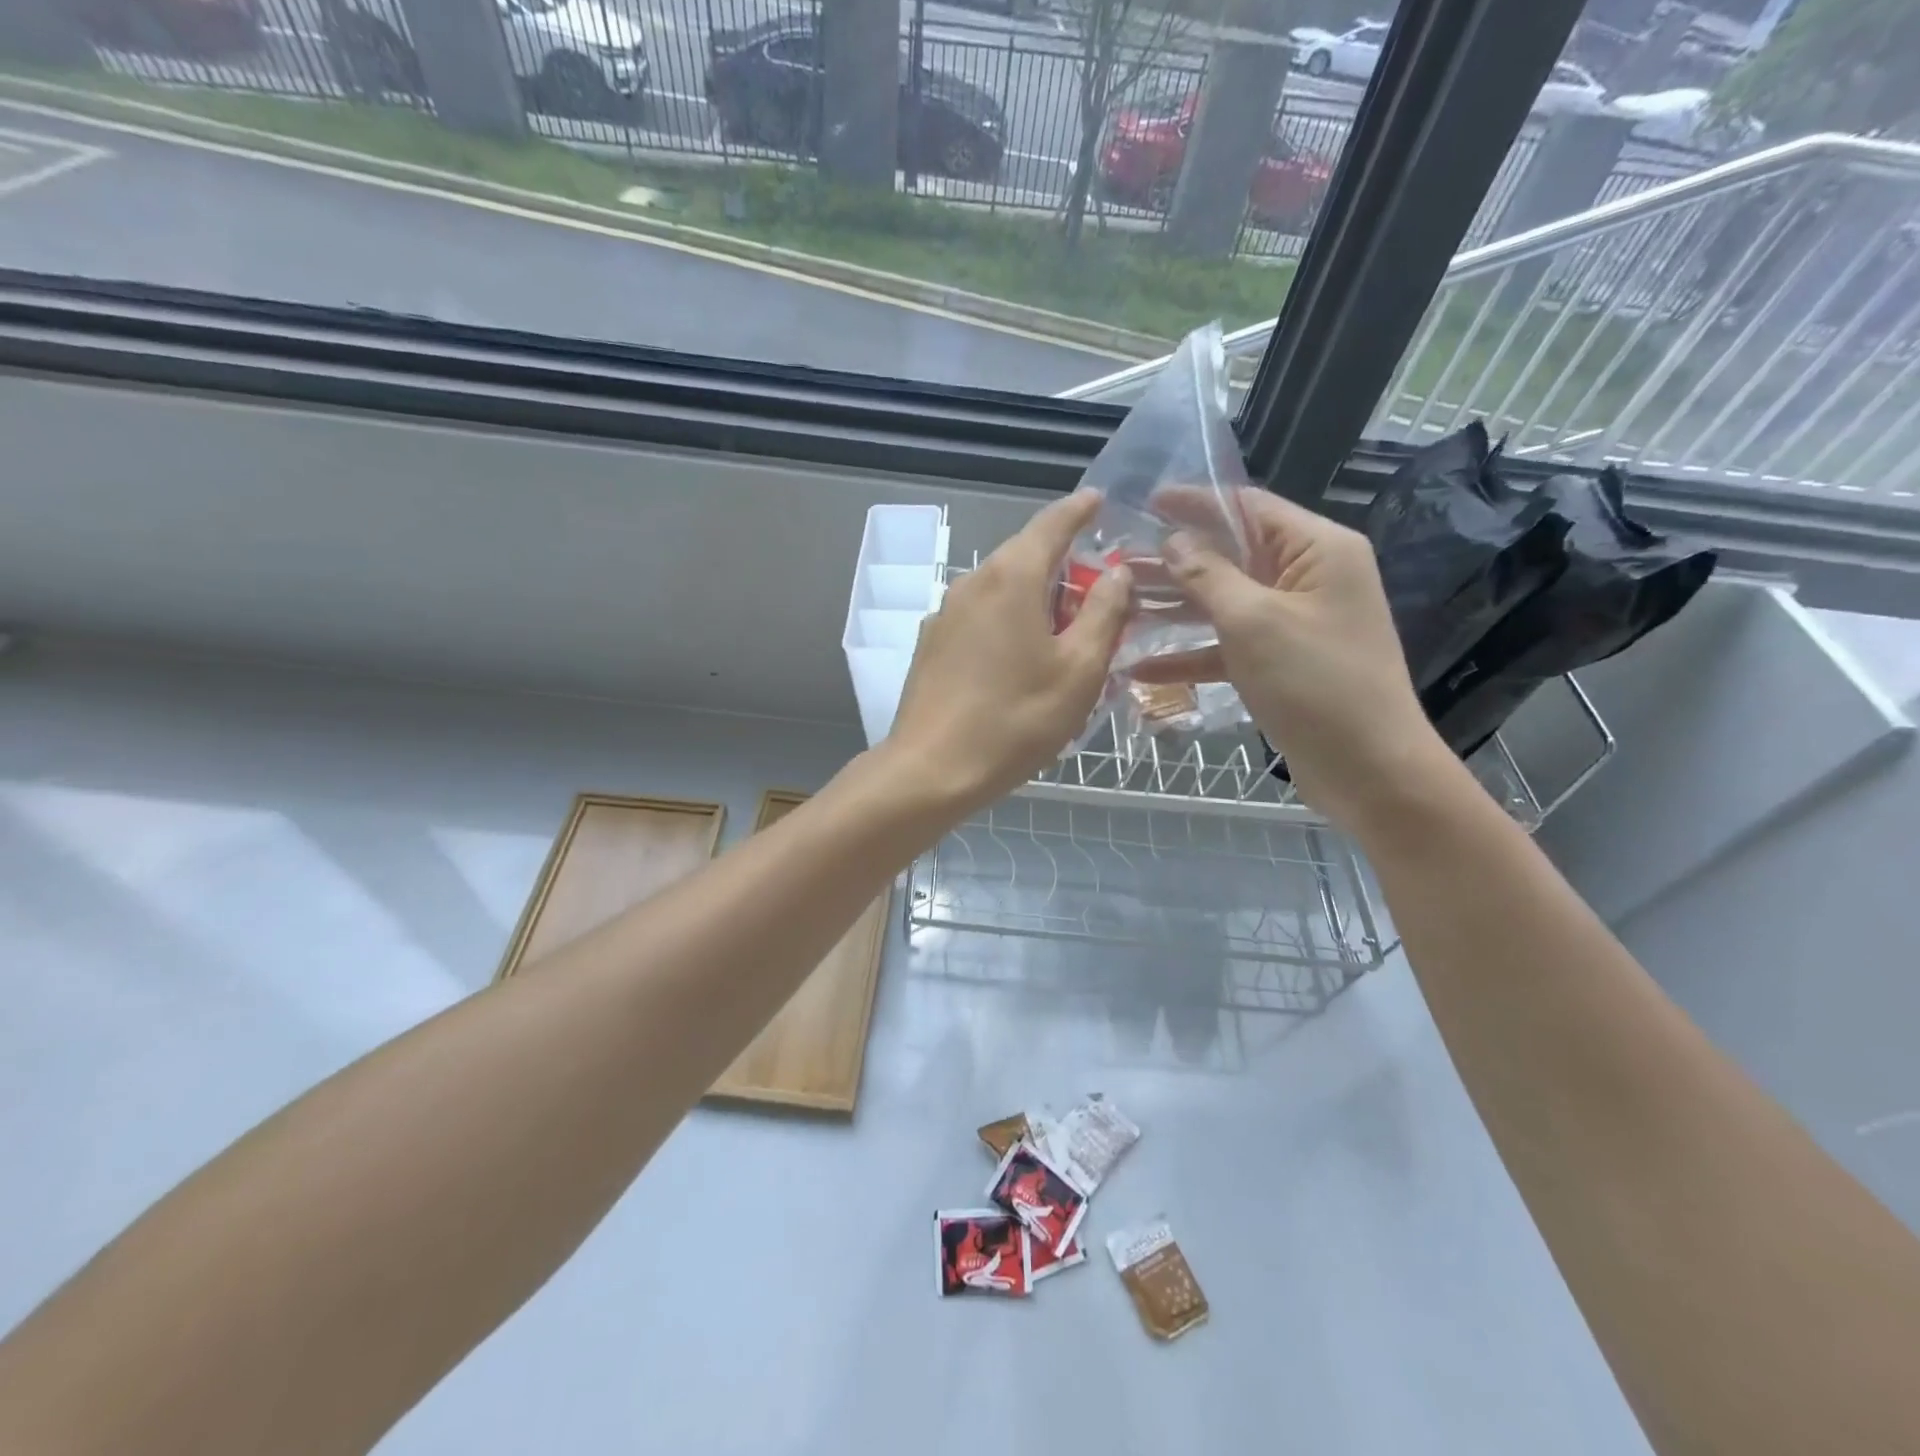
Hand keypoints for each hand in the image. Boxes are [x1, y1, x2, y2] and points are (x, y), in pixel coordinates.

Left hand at [885, 491, 1130, 808]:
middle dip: (1064, 567)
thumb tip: (1116, 571)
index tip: (1099, 500)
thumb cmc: (1016, 719)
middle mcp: (973, 582)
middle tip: (1100, 594)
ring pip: (1002, 590)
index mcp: (1012, 577)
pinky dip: (1009, 622)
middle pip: (1025, 557)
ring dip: (1037, 600)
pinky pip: (981, 617)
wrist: (932, 769)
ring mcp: (945, 614)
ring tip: (1066, 635)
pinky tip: (1021, 660)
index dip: (1080, 510)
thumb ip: (1104, 612)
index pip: (1052, 524)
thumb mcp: (1079, 669)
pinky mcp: (931, 644)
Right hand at [1135, 488, 1446, 835]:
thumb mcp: (1254, 622)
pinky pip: (1228, 647)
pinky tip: (1141, 671)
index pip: (1248, 508)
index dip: (1196, 503)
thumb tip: (1175, 541)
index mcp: (1317, 550)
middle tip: (1118, 563)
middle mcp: (1308, 577)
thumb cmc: (1315, 683)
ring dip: (1175, 608)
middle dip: (1175, 561)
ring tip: (1121, 608)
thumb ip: (1209, 575)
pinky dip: (1191, 655)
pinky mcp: (1281, 663)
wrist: (1368, 769)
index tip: (1145, 502)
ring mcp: (1293, 622)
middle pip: (1231, 555)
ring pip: (1224, 602)